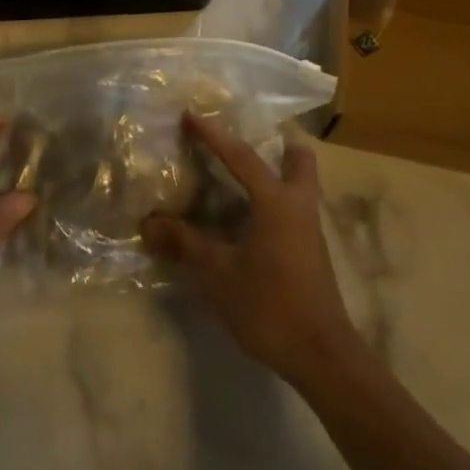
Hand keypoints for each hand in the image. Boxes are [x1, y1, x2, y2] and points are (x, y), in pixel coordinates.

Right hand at [143, 112, 361, 386]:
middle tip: (245, 143)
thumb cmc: (269, 305)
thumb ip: (185, 243)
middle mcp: (299, 205)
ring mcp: (309, 228)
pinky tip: (248, 218)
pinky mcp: (311, 250)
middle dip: (277, 145)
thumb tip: (148, 224)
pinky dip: (274, 200)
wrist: (321, 354)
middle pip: (298, 160)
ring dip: (276, 173)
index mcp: (276, 202)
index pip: (241, 157)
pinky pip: (294, 208)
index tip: (191, 114)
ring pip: (300, 184)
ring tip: (240, 177)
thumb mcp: (218, 273)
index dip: (213, 135)